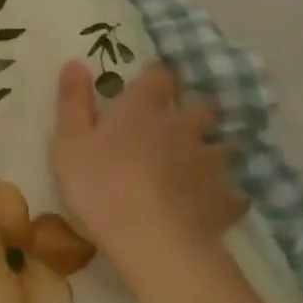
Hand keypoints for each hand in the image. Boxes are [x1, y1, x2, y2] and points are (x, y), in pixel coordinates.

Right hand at [53, 60, 247, 281]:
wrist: (153, 241)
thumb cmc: (101, 185)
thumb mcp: (70, 141)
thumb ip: (74, 101)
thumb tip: (77, 61)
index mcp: (143, 109)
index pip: (159, 76)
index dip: (156, 77)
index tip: (150, 84)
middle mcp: (182, 127)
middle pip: (200, 109)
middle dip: (192, 113)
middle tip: (177, 126)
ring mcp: (209, 163)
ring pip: (220, 147)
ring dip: (209, 152)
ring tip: (196, 166)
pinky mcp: (225, 199)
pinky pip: (232, 192)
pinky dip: (224, 195)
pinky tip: (212, 204)